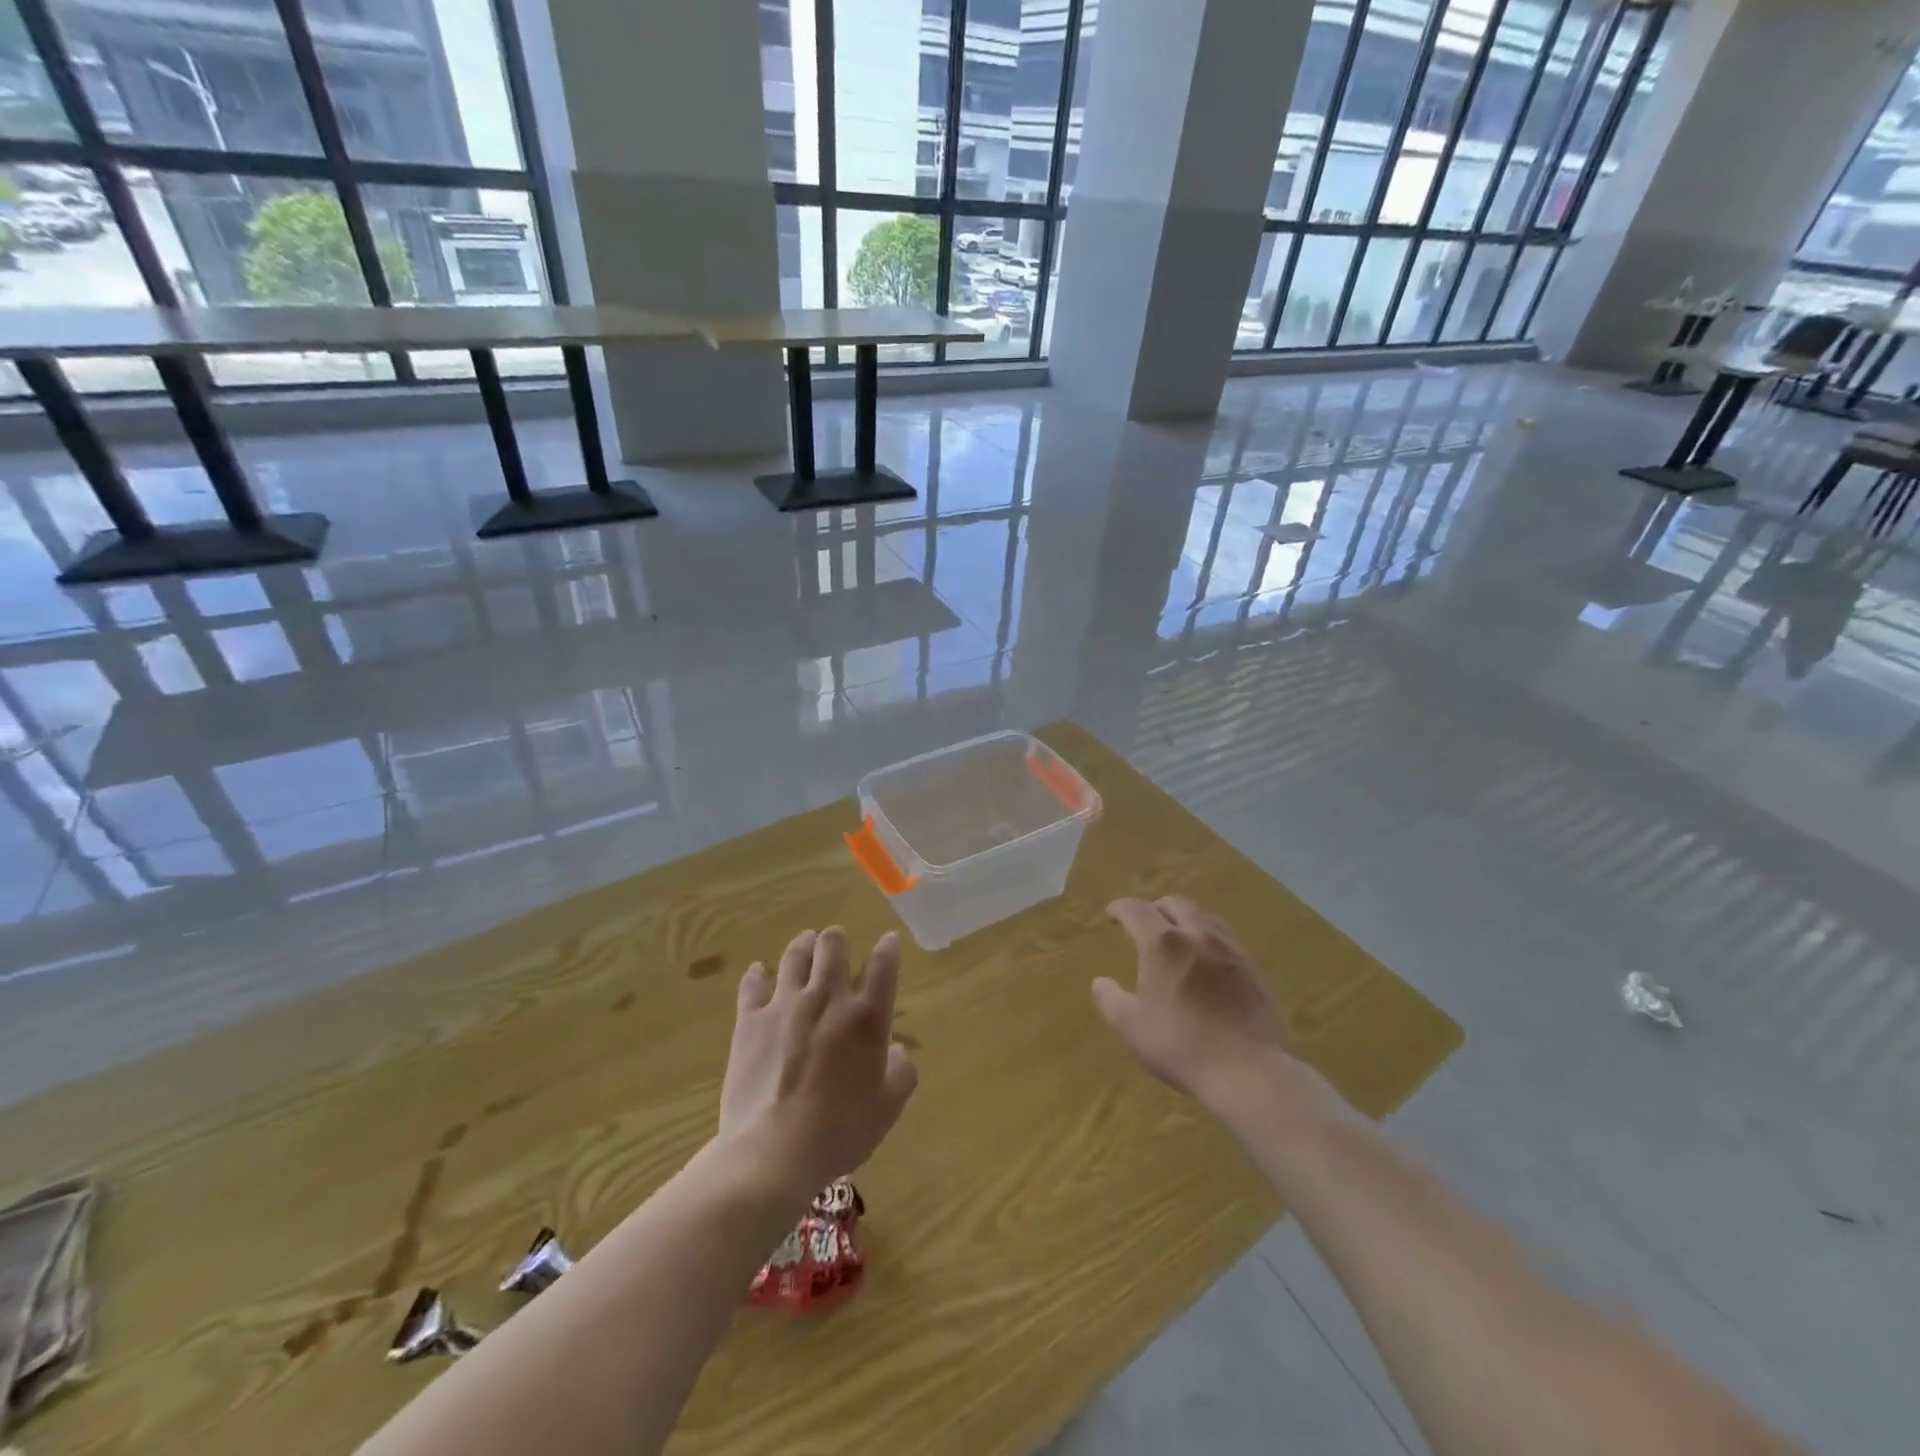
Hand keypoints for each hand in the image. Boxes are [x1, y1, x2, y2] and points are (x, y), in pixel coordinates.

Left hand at [719, 927, 917, 1197]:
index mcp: (867, 1018)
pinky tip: (758, 972)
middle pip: (833, 947)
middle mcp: (828, 999)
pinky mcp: (750, 1021)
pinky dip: (757, 975)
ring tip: (805, 943)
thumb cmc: (840, 1132)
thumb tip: (895, 1051)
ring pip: (794, 956)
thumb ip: (901, 1072)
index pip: (884, 966)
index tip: (888, 940)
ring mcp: (785, 1006)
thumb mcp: (888, 1108)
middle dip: (837, 939)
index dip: (889, 948)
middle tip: (836, 942)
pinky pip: (752, 985)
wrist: (774, 1152)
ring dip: (803, 945)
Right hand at [1095, 897, 1292, 1106]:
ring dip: (1185, 919)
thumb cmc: (1181, 1045)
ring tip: (1177, 937)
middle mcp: (1197, 935)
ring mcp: (1229, 950)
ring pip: (1205, 917)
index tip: (1111, 914)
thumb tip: (1101, 982)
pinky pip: (1226, 939)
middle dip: (1155, 908)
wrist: (1249, 1071)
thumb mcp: (1131, 1027)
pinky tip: (1206, 961)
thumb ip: (1110, 1000)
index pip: (1136, 910)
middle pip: (1175, 904)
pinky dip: (1208, 939)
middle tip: (1144, 924)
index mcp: (1162, 943)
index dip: (1120, 908)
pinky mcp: (1252, 969)